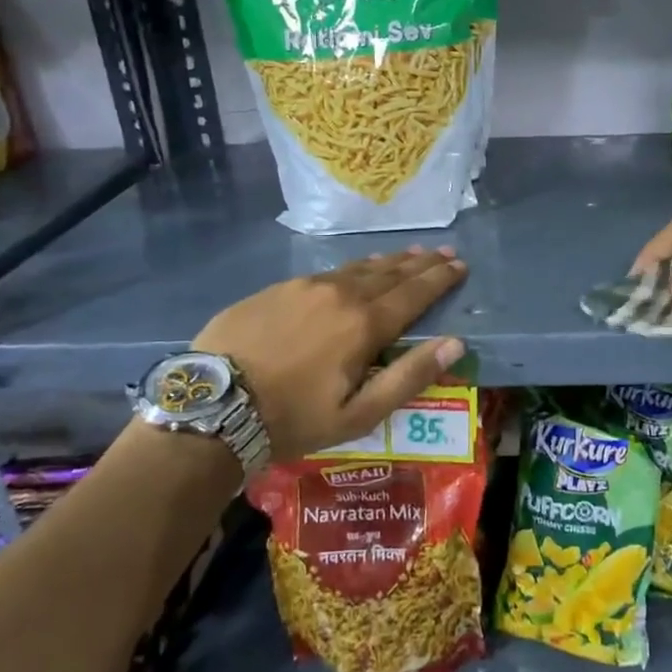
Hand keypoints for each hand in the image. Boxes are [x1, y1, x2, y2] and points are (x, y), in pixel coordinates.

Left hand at [192, 248, 466, 458]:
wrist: (212, 406)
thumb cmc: (292, 419)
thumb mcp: (358, 414)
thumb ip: (408, 376)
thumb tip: (454, 343)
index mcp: (364, 324)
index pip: (414, 293)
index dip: (440, 279)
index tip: (460, 265)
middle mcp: (340, 294)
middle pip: (390, 273)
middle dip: (420, 263)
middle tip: (442, 252)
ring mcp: (304, 286)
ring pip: (358, 268)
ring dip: (388, 261)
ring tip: (408, 254)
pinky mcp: (276, 288)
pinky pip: (327, 272)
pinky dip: (352, 268)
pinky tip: (355, 269)